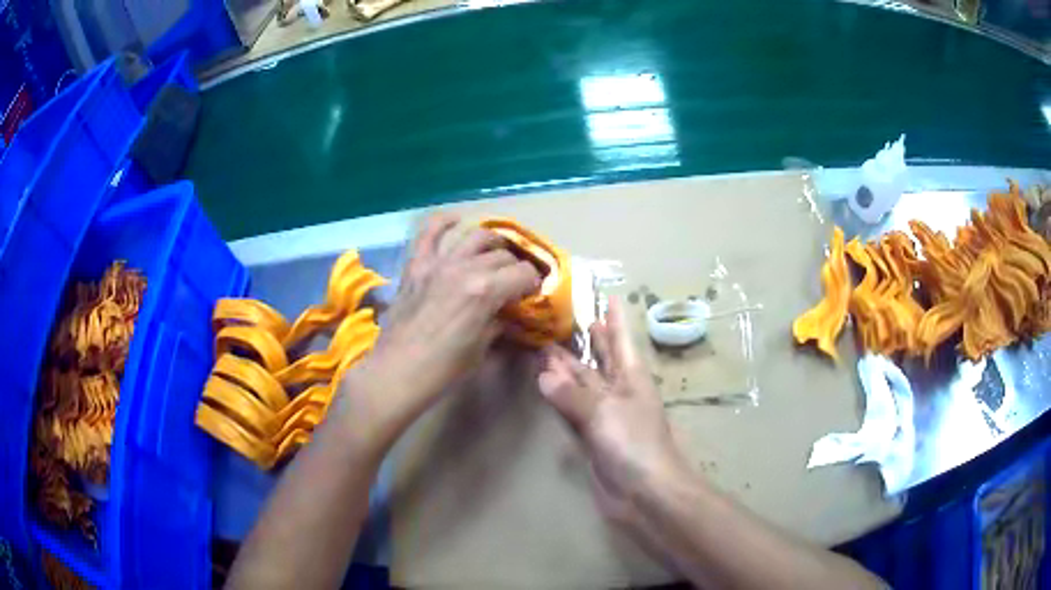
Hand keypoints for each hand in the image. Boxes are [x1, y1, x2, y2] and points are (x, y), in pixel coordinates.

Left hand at [339, 214, 540, 445]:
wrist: (397, 373)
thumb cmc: (443, 370)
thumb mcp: (482, 348)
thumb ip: (499, 322)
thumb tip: (509, 312)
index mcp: (485, 291)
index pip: (524, 273)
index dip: (534, 284)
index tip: (532, 295)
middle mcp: (464, 267)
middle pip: (503, 255)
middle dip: (515, 269)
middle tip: (514, 285)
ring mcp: (437, 262)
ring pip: (476, 235)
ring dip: (492, 244)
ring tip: (494, 256)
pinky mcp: (416, 264)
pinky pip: (431, 231)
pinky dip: (446, 222)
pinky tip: (458, 222)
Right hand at [538, 298, 691, 526]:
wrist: (644, 492)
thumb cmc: (634, 444)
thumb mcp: (605, 412)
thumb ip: (573, 394)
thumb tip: (544, 374)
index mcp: (632, 377)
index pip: (621, 339)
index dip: (614, 317)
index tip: (607, 294)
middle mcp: (619, 391)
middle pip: (598, 359)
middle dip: (584, 339)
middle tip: (560, 317)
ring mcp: (605, 414)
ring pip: (582, 383)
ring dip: (566, 366)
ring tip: (544, 344)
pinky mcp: (592, 436)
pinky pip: (573, 409)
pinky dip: (560, 397)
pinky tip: (545, 386)